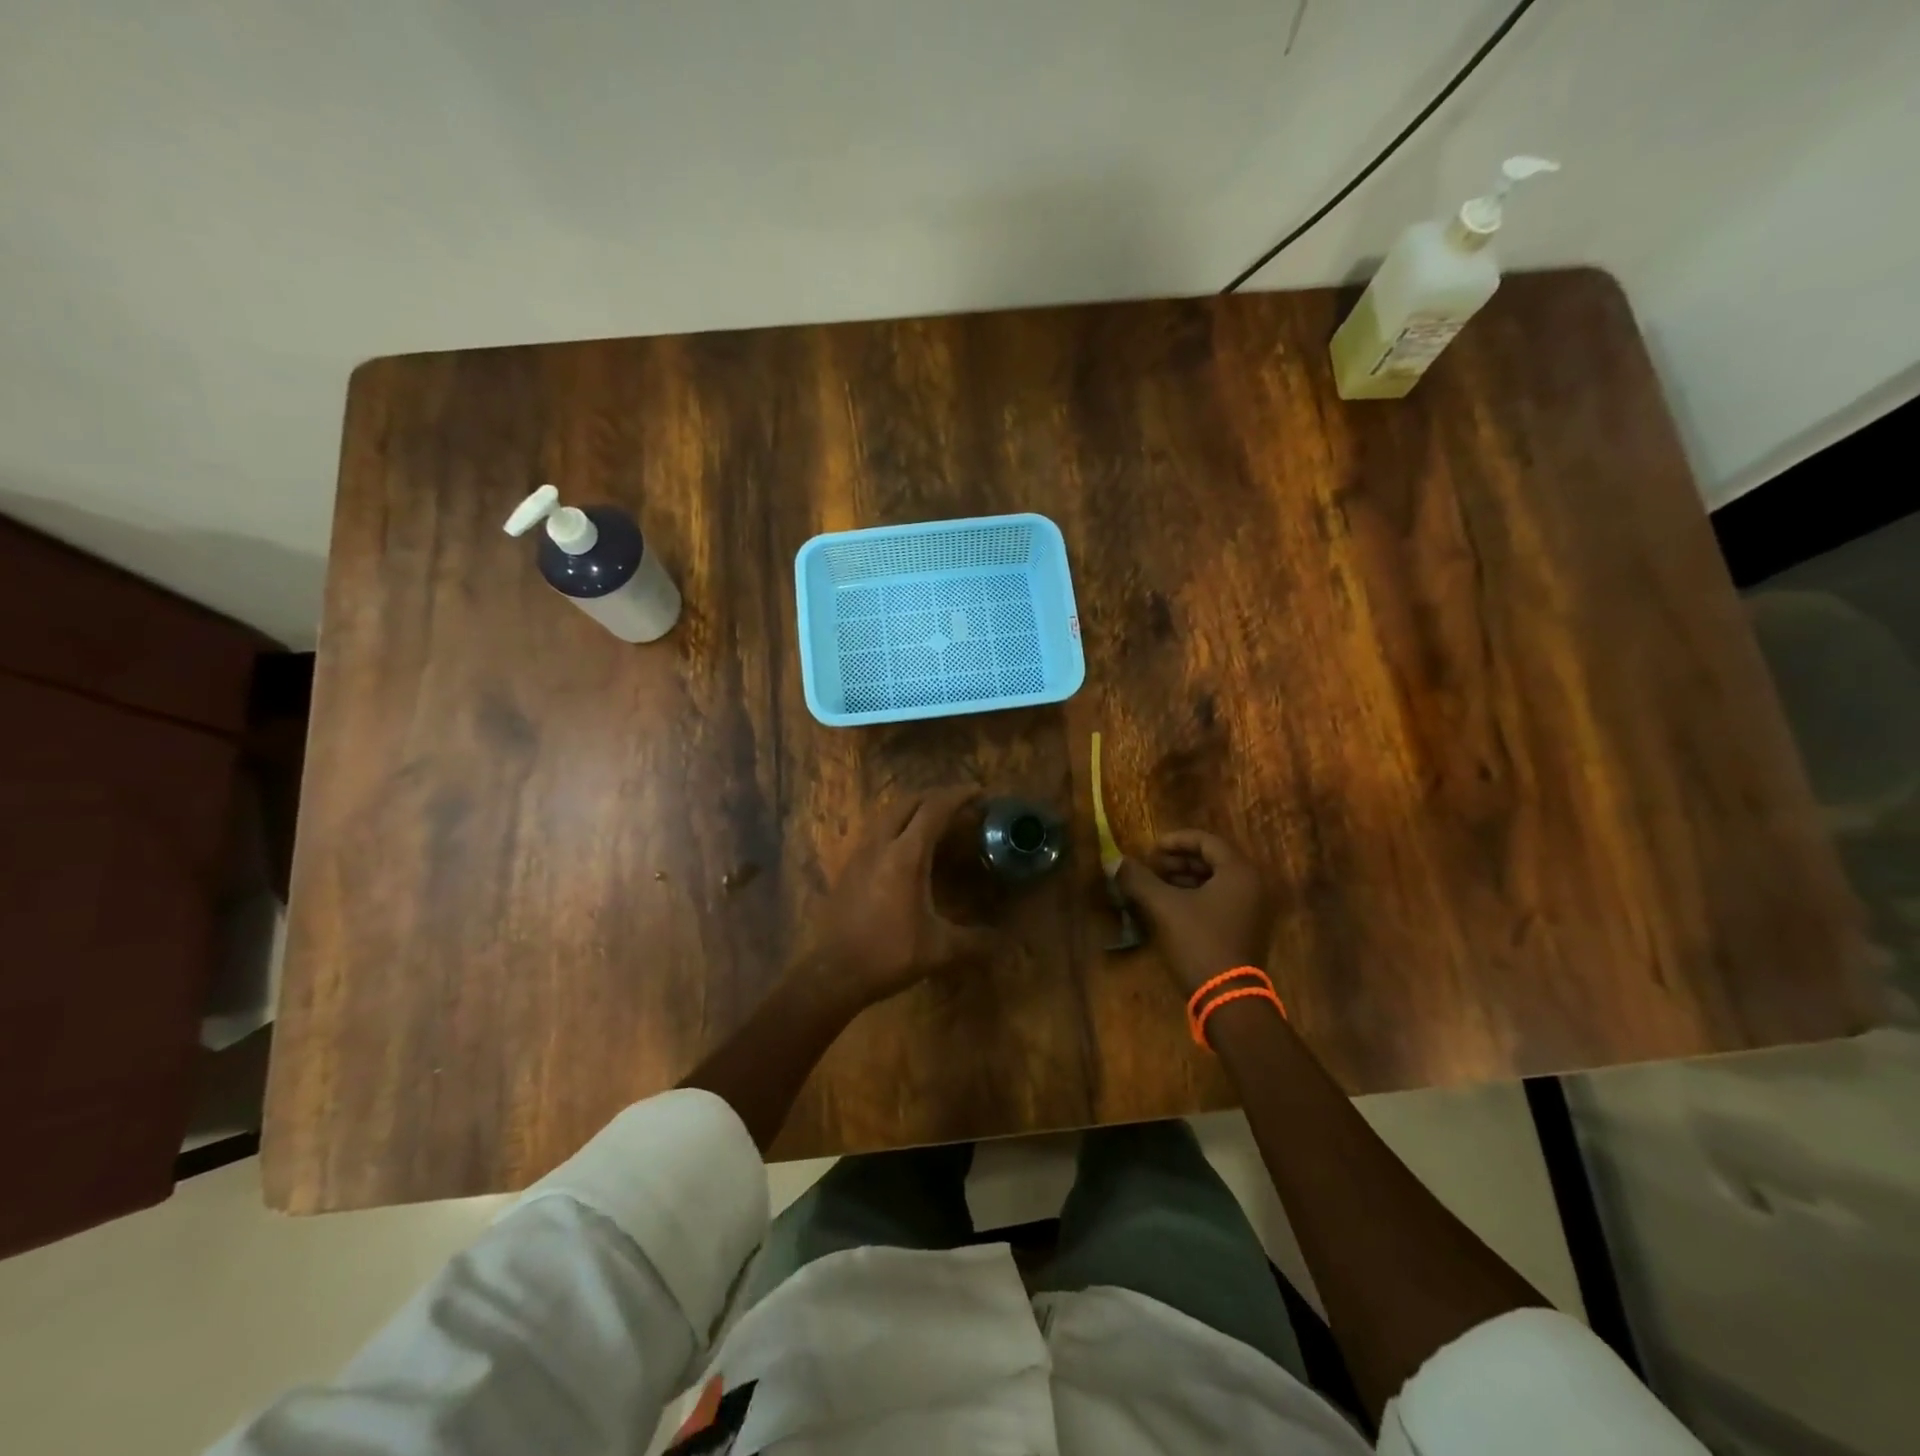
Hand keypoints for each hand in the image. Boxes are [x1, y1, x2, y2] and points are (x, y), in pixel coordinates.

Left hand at [795, 786, 998, 1010]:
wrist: (834, 972)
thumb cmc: (889, 955)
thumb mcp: (940, 950)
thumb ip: (976, 941)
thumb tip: (1007, 942)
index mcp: (905, 856)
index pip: (934, 810)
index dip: (958, 796)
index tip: (979, 792)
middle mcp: (880, 844)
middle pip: (908, 802)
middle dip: (936, 796)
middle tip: (960, 803)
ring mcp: (860, 853)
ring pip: (888, 814)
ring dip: (913, 808)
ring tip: (935, 818)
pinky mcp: (848, 866)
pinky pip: (876, 830)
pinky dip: (897, 824)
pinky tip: (906, 846)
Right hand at [1115, 830, 1273, 995]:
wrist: (1227, 997)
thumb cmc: (1198, 942)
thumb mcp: (1163, 906)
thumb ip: (1138, 879)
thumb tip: (1115, 862)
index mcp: (1239, 872)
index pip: (1206, 841)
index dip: (1174, 841)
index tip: (1149, 850)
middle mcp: (1252, 885)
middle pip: (1211, 859)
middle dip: (1178, 861)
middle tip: (1150, 868)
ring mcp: (1252, 909)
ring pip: (1214, 880)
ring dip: (1183, 879)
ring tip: (1155, 887)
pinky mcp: (1245, 928)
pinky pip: (1219, 899)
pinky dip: (1194, 896)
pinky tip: (1169, 906)